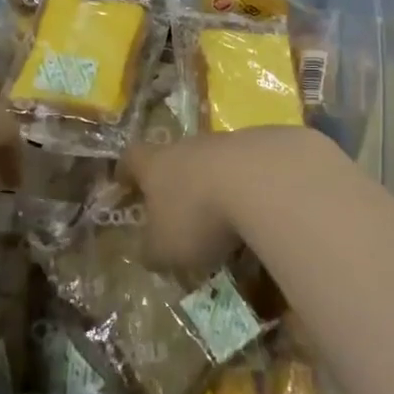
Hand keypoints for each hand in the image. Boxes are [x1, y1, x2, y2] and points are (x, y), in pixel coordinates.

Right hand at [121, 126, 337, 273]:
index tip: (123, 181)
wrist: (266, 180)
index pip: (133, 158)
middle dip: (179, 182)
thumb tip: (148, 251)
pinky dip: (255, 190)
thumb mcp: (165, 249)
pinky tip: (265, 215)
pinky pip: (255, 170)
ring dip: (219, 185)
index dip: (126, 170)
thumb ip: (153, 250)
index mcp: (158, 164)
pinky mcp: (270, 146)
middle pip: (177, 157)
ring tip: (230, 219)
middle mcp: (191, 146)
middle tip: (182, 211)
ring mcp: (232, 142)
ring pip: (218, 162)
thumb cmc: (200, 215)